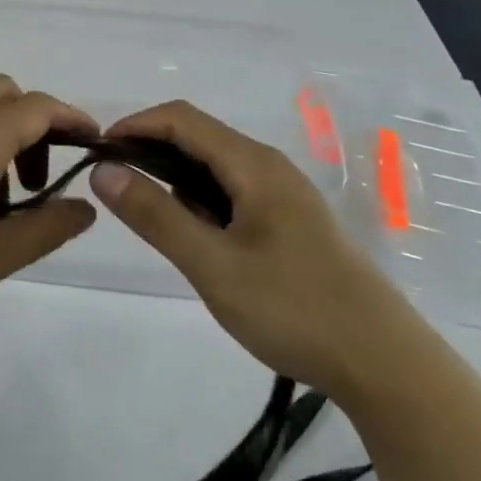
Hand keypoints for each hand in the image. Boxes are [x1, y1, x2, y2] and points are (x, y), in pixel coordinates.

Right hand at [89, 101, 423, 393]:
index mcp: (253, 164)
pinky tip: (197, 239)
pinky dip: (202, 202)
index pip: (181, 118)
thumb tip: (103, 171)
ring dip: (176, 179)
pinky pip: (234, 192)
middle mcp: (269, 166)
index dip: (134, 126)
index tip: (95, 154)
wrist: (384, 363)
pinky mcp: (291, 221)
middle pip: (198, 137)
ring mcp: (284, 193)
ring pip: (216, 167)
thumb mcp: (213, 265)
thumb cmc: (293, 308)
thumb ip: (156, 215)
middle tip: (114, 190)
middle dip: (150, 152)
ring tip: (150, 219)